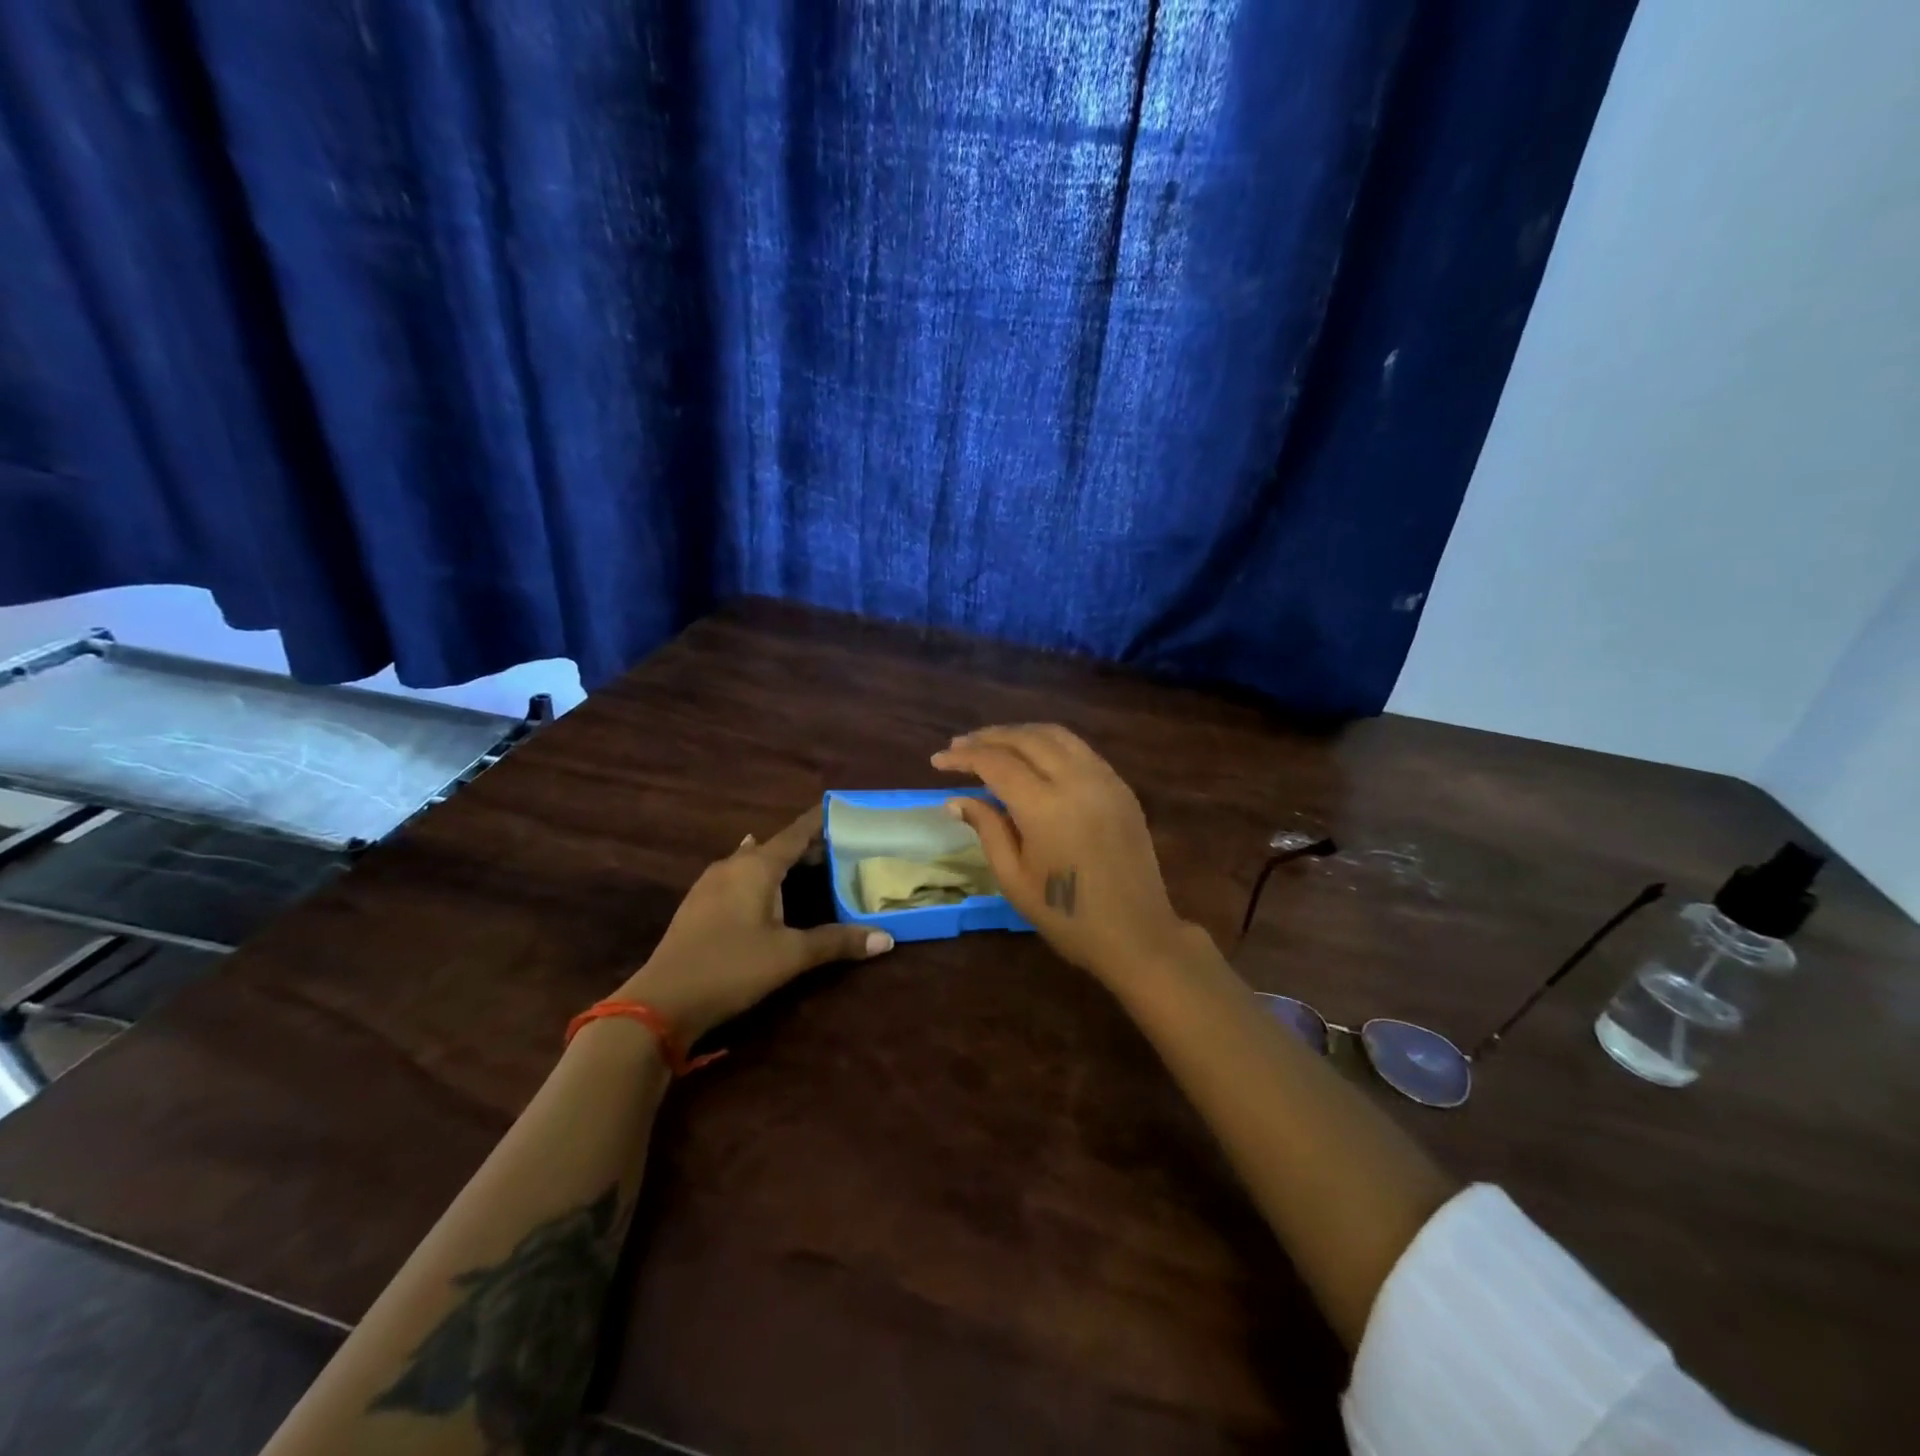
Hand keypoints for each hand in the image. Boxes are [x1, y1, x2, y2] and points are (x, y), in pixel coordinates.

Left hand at [617, 806, 893, 1042]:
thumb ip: (837, 942)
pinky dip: (760, 877)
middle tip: (841, 849)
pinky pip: (737, 877)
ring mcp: (710, 884)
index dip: (821, 822)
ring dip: (781, 862)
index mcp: (756, 866)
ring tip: (810, 866)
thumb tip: (886, 938)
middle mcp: (732, 865)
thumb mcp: (790, 956)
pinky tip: (764, 887)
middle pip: (776, 846)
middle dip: (807, 846)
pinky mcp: (698, 905)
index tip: (845, 810)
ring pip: (753, 861)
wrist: (661, 1002)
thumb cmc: (732, 967)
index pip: (796, 833)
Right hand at [931, 725, 1199, 980]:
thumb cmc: (1067, 917)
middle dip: (988, 737)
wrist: (1137, 935)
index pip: (997, 763)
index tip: (938, 760)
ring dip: (1020, 734)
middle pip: (1026, 738)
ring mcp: (1105, 780)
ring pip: (1057, 736)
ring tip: (993, 744)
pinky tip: (1034, 759)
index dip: (964, 757)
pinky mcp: (1121, 788)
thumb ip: (987, 830)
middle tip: (959, 746)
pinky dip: (1050, 745)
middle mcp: (1077, 781)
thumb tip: (957, 800)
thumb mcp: (1014, 879)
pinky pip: (1080, 751)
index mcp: (1045, 807)